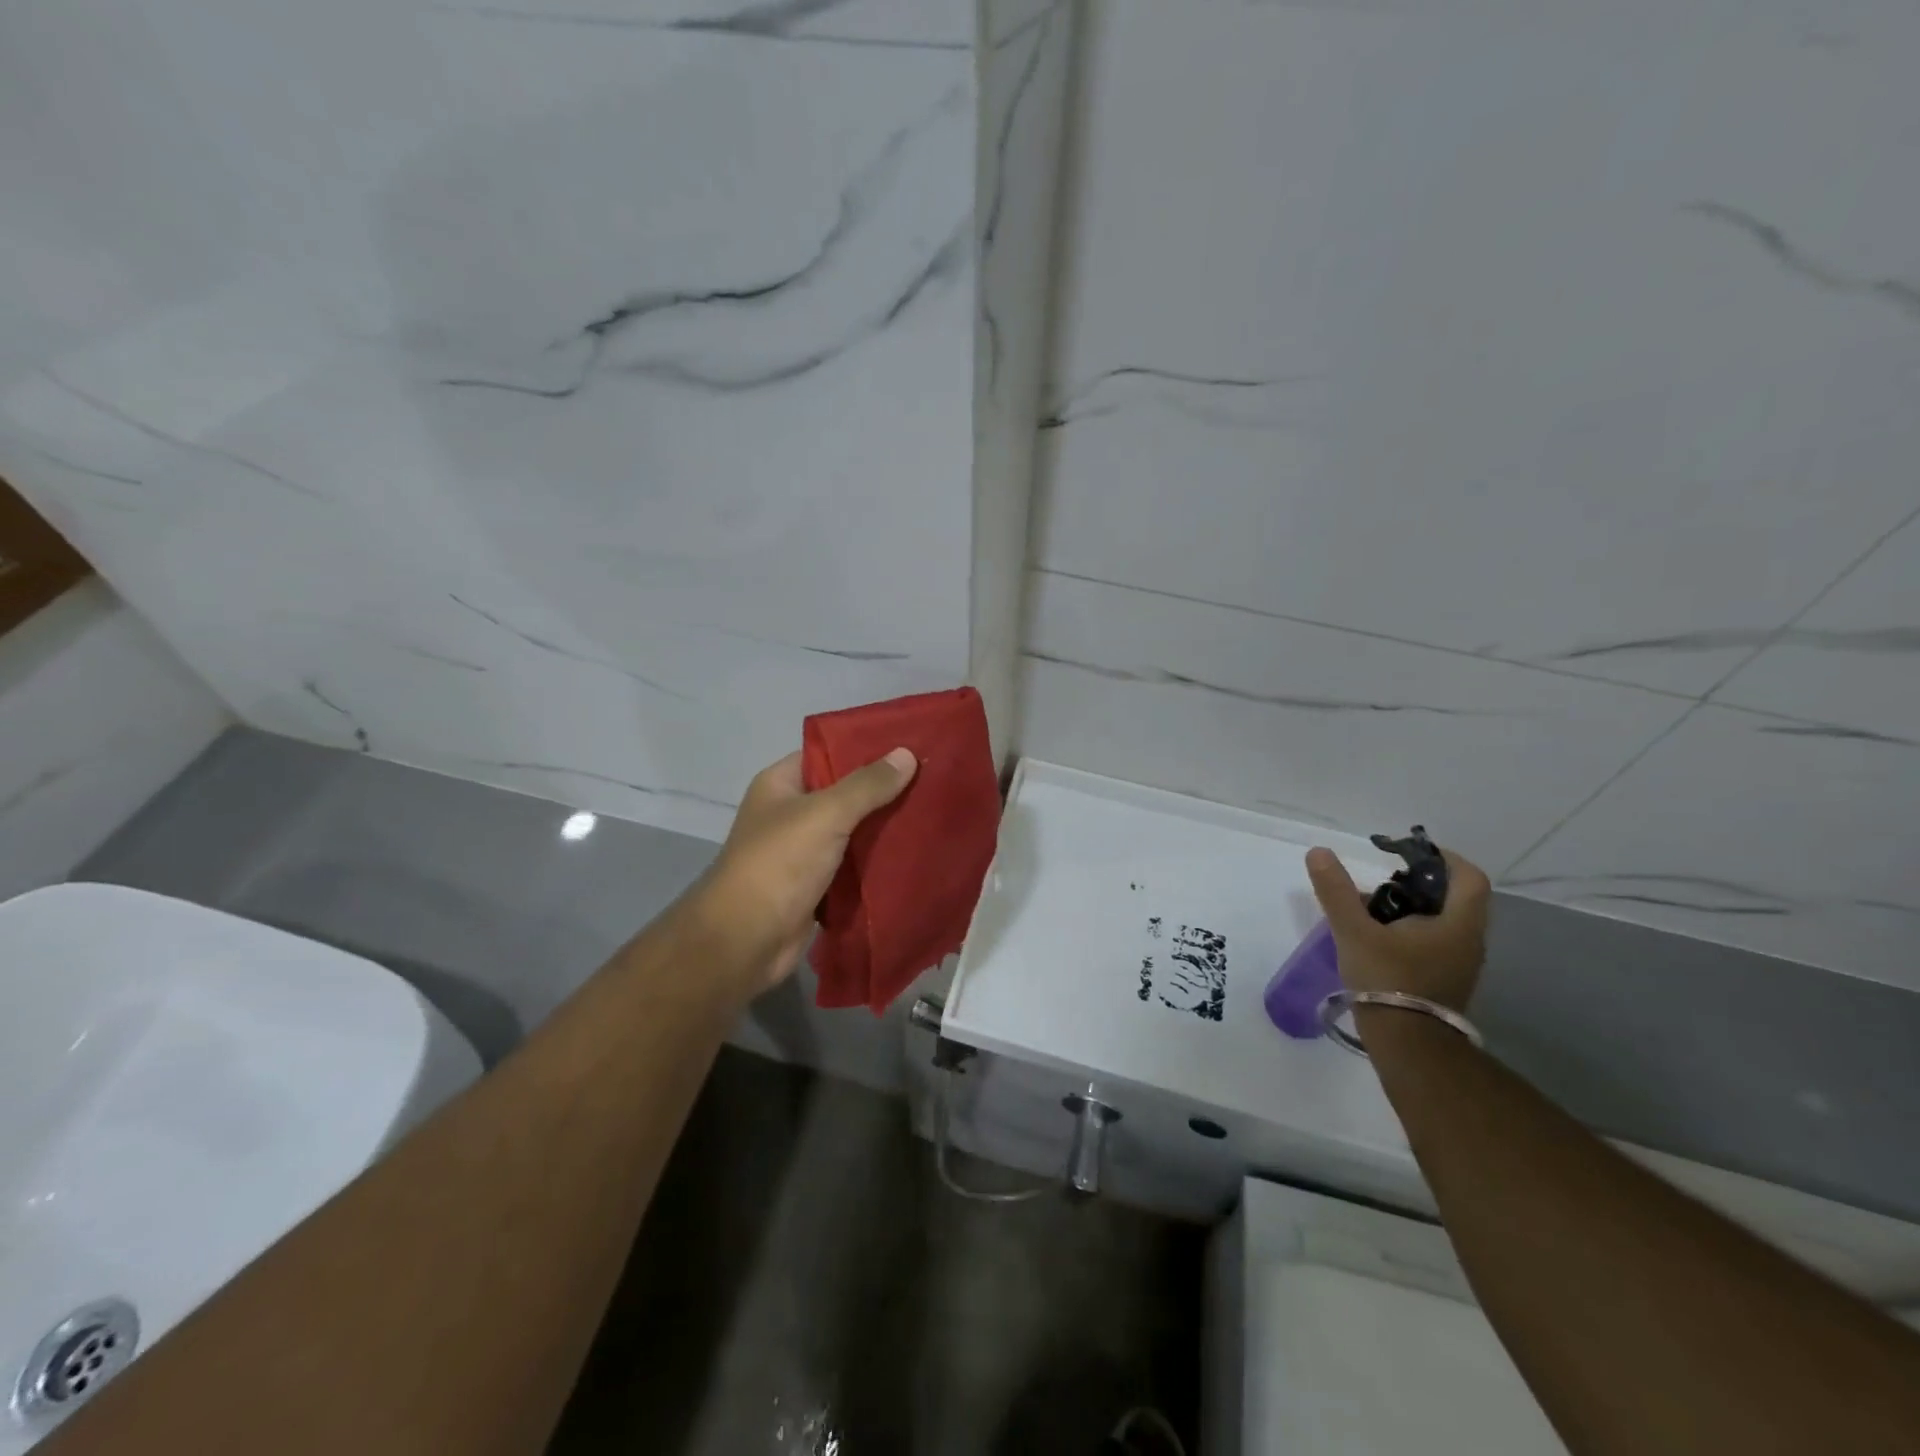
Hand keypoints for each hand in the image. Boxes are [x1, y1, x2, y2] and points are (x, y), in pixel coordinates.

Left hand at [683, 746, 917, 995]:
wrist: (746, 941)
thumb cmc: (779, 864)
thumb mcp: (825, 814)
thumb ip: (867, 786)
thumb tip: (907, 754)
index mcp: (781, 784)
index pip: (828, 753)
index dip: (866, 748)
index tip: (910, 745)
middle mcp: (790, 813)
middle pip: (844, 793)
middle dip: (884, 790)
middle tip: (933, 780)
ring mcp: (803, 851)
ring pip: (853, 831)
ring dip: (884, 827)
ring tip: (933, 812)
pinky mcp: (817, 886)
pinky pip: (854, 865)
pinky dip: (878, 862)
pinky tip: (915, 853)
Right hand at [1304, 845, 1491, 1011]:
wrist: (1407, 1044)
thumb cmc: (1388, 980)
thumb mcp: (1354, 930)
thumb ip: (1337, 890)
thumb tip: (1319, 852)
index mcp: (1458, 923)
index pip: (1468, 876)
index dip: (1442, 858)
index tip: (1407, 854)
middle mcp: (1468, 940)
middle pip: (1454, 896)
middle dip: (1418, 882)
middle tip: (1381, 881)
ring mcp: (1460, 963)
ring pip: (1442, 921)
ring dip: (1412, 908)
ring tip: (1371, 910)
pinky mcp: (1445, 980)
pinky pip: (1434, 942)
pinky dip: (1411, 930)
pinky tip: (1378, 938)